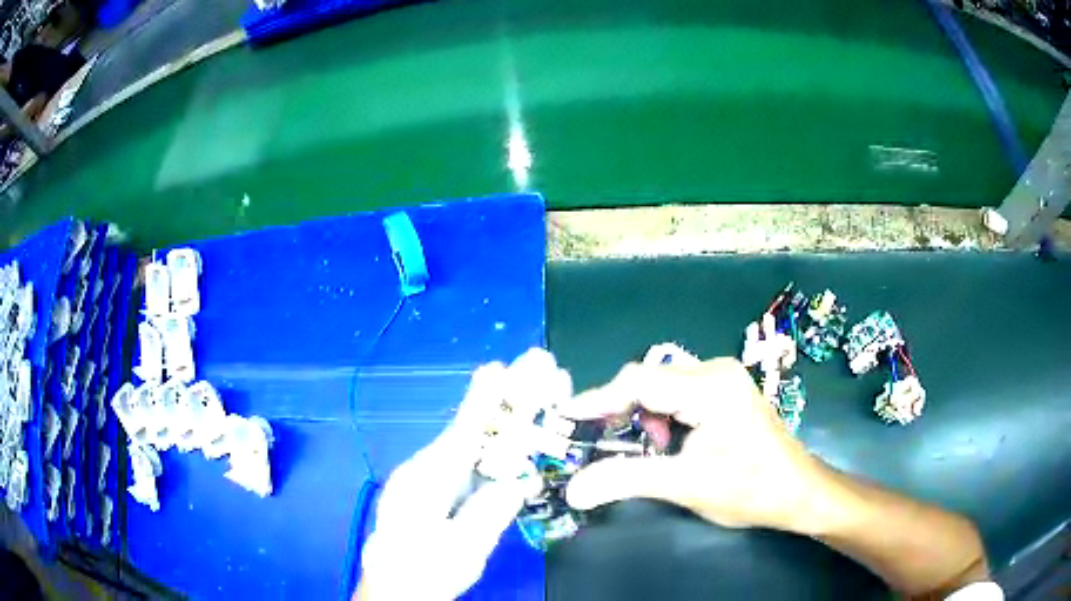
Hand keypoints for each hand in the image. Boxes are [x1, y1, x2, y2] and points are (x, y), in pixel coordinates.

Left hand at [358, 349, 568, 599]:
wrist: (391, 589)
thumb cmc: (423, 570)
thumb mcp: (461, 549)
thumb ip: (488, 513)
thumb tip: (520, 480)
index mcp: (427, 480)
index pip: (463, 432)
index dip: (483, 399)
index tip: (499, 367)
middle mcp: (422, 470)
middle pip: (465, 431)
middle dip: (495, 403)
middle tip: (524, 372)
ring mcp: (421, 480)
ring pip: (462, 444)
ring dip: (491, 422)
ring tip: (521, 400)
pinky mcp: (426, 492)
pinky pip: (459, 460)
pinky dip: (482, 445)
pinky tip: (500, 441)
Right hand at [561, 357, 830, 532]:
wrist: (797, 492)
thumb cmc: (748, 489)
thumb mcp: (685, 485)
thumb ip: (626, 479)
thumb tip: (573, 489)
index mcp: (710, 387)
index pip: (639, 381)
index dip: (597, 399)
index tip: (563, 418)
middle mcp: (715, 371)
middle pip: (649, 380)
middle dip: (620, 412)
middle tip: (599, 443)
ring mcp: (722, 379)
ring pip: (661, 387)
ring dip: (643, 418)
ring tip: (646, 452)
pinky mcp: (725, 391)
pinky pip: (678, 394)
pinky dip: (662, 418)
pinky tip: (668, 445)